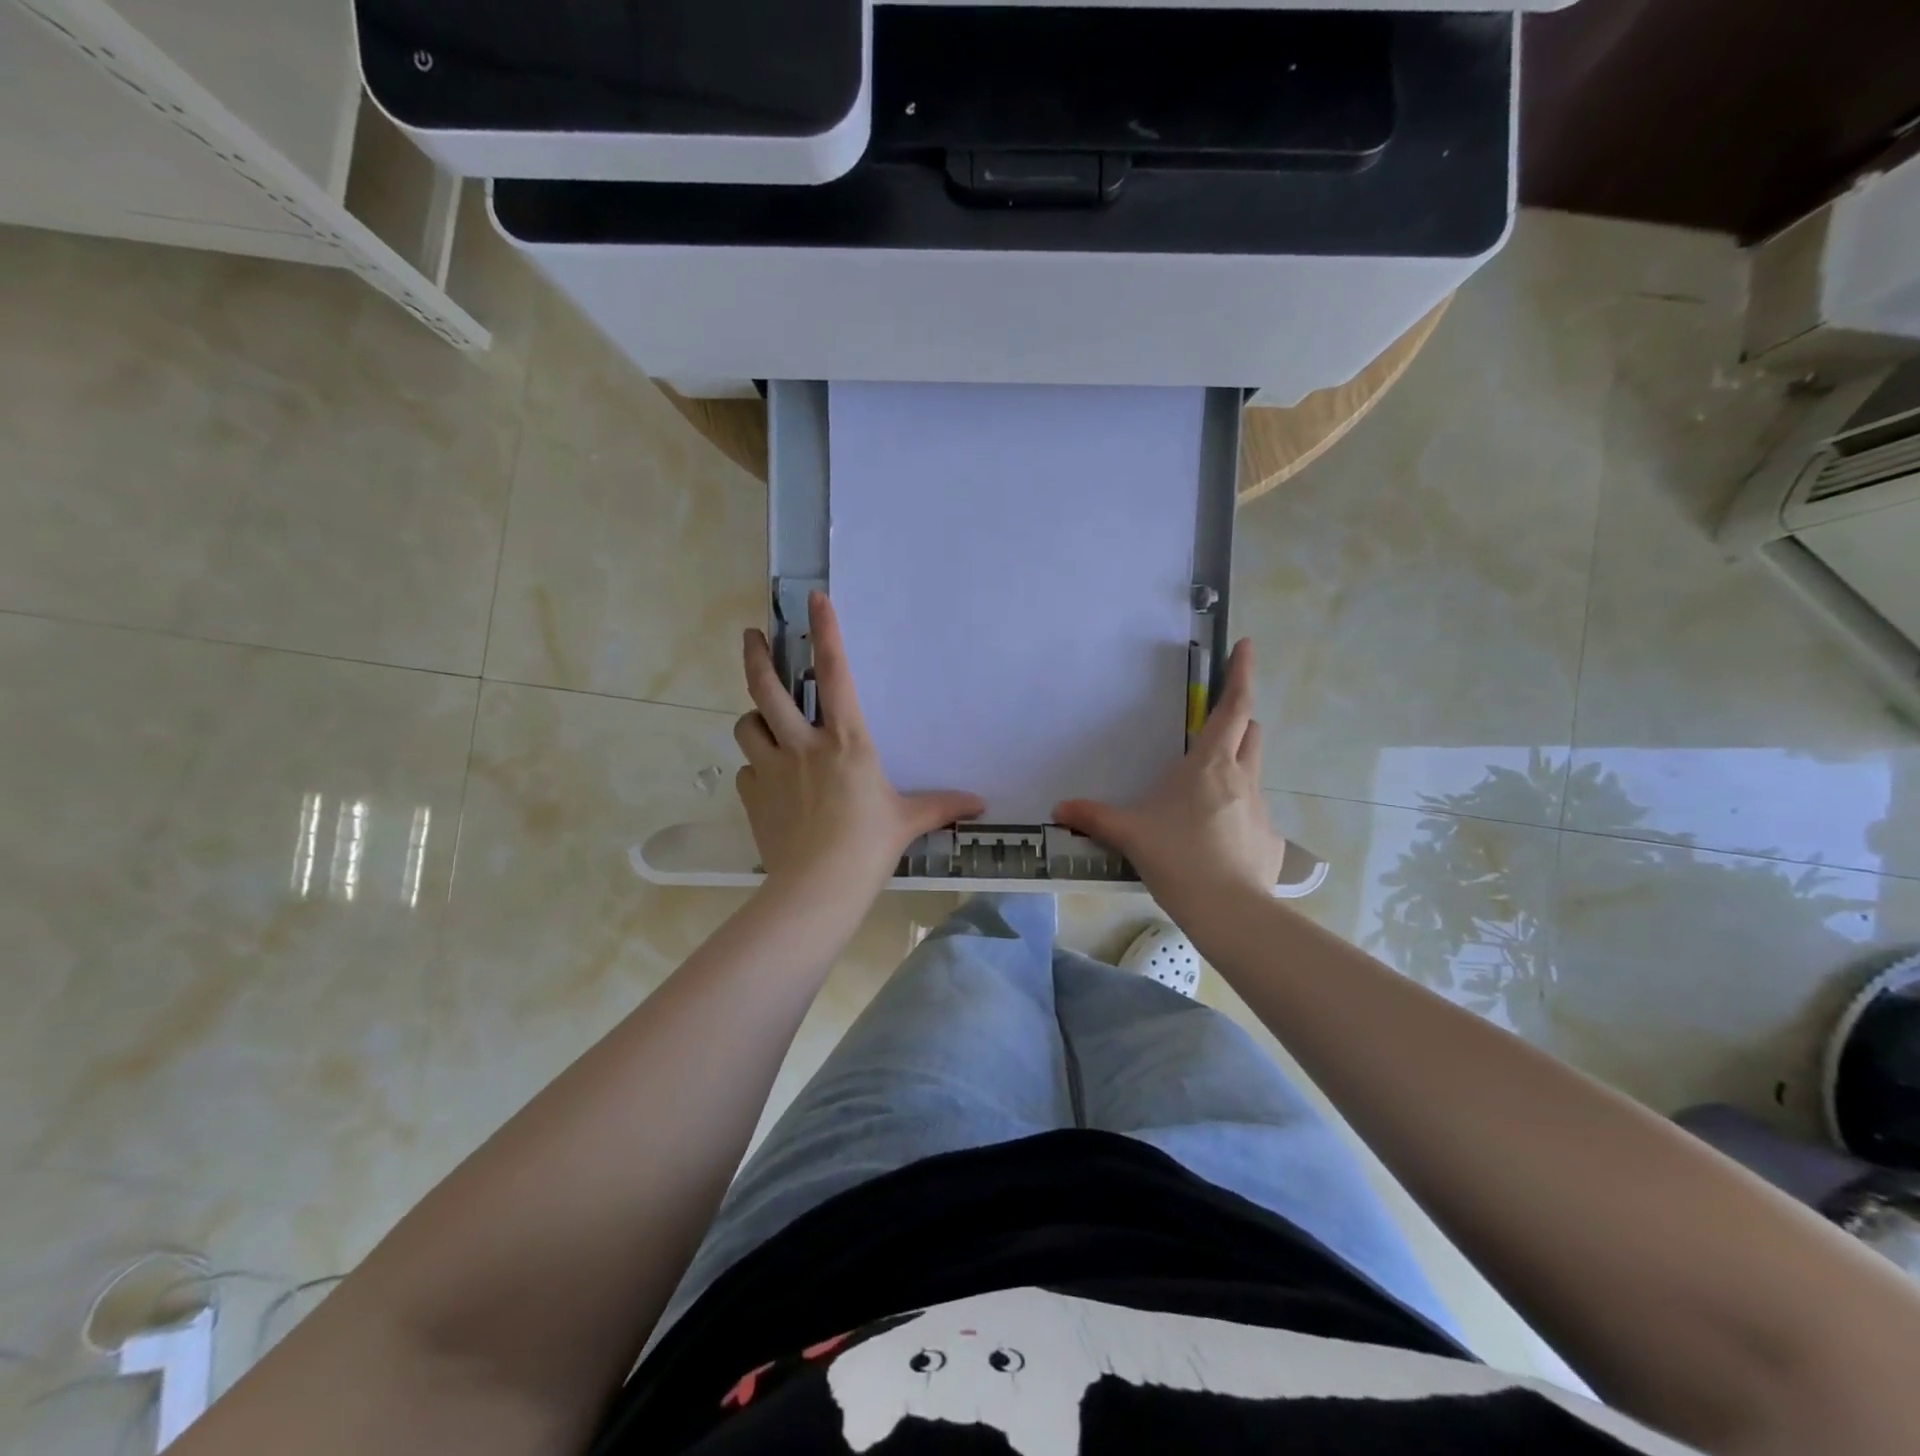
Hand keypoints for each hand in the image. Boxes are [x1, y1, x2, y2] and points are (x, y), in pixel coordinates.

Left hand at [735, 592, 984, 901]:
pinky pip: (747, 770)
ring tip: (764, 724)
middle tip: (752, 636)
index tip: (815, 598)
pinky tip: (769, 783)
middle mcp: (802, 744)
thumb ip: (941, 805)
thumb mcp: (908, 820)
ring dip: (754, 719)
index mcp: (846, 741)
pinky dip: (755, 769)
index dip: (826, 631)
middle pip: (766, 688)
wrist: (817, 888)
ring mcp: (771, 769)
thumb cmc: (868, 845)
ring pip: (747, 725)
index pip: (835, 674)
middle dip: (756, 656)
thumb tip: (980, 804)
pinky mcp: (753, 796)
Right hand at [1053, 638, 1284, 912]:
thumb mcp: (1129, 833)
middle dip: (1240, 719)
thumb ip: (1093, 817)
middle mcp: (1241, 777)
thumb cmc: (1178, 857)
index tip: (1245, 645)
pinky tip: (1217, 838)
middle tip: (1217, 724)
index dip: (1240, 673)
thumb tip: (1059, 809)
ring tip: (1206, 789)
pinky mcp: (1269, 839)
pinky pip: (1253, 812)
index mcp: (1209, 765)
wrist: (1229, 911)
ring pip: (1253, 770)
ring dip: (1237, 764)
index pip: (1233, 707)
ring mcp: (1260, 808)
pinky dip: (1237, 811)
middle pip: (1251, 731)